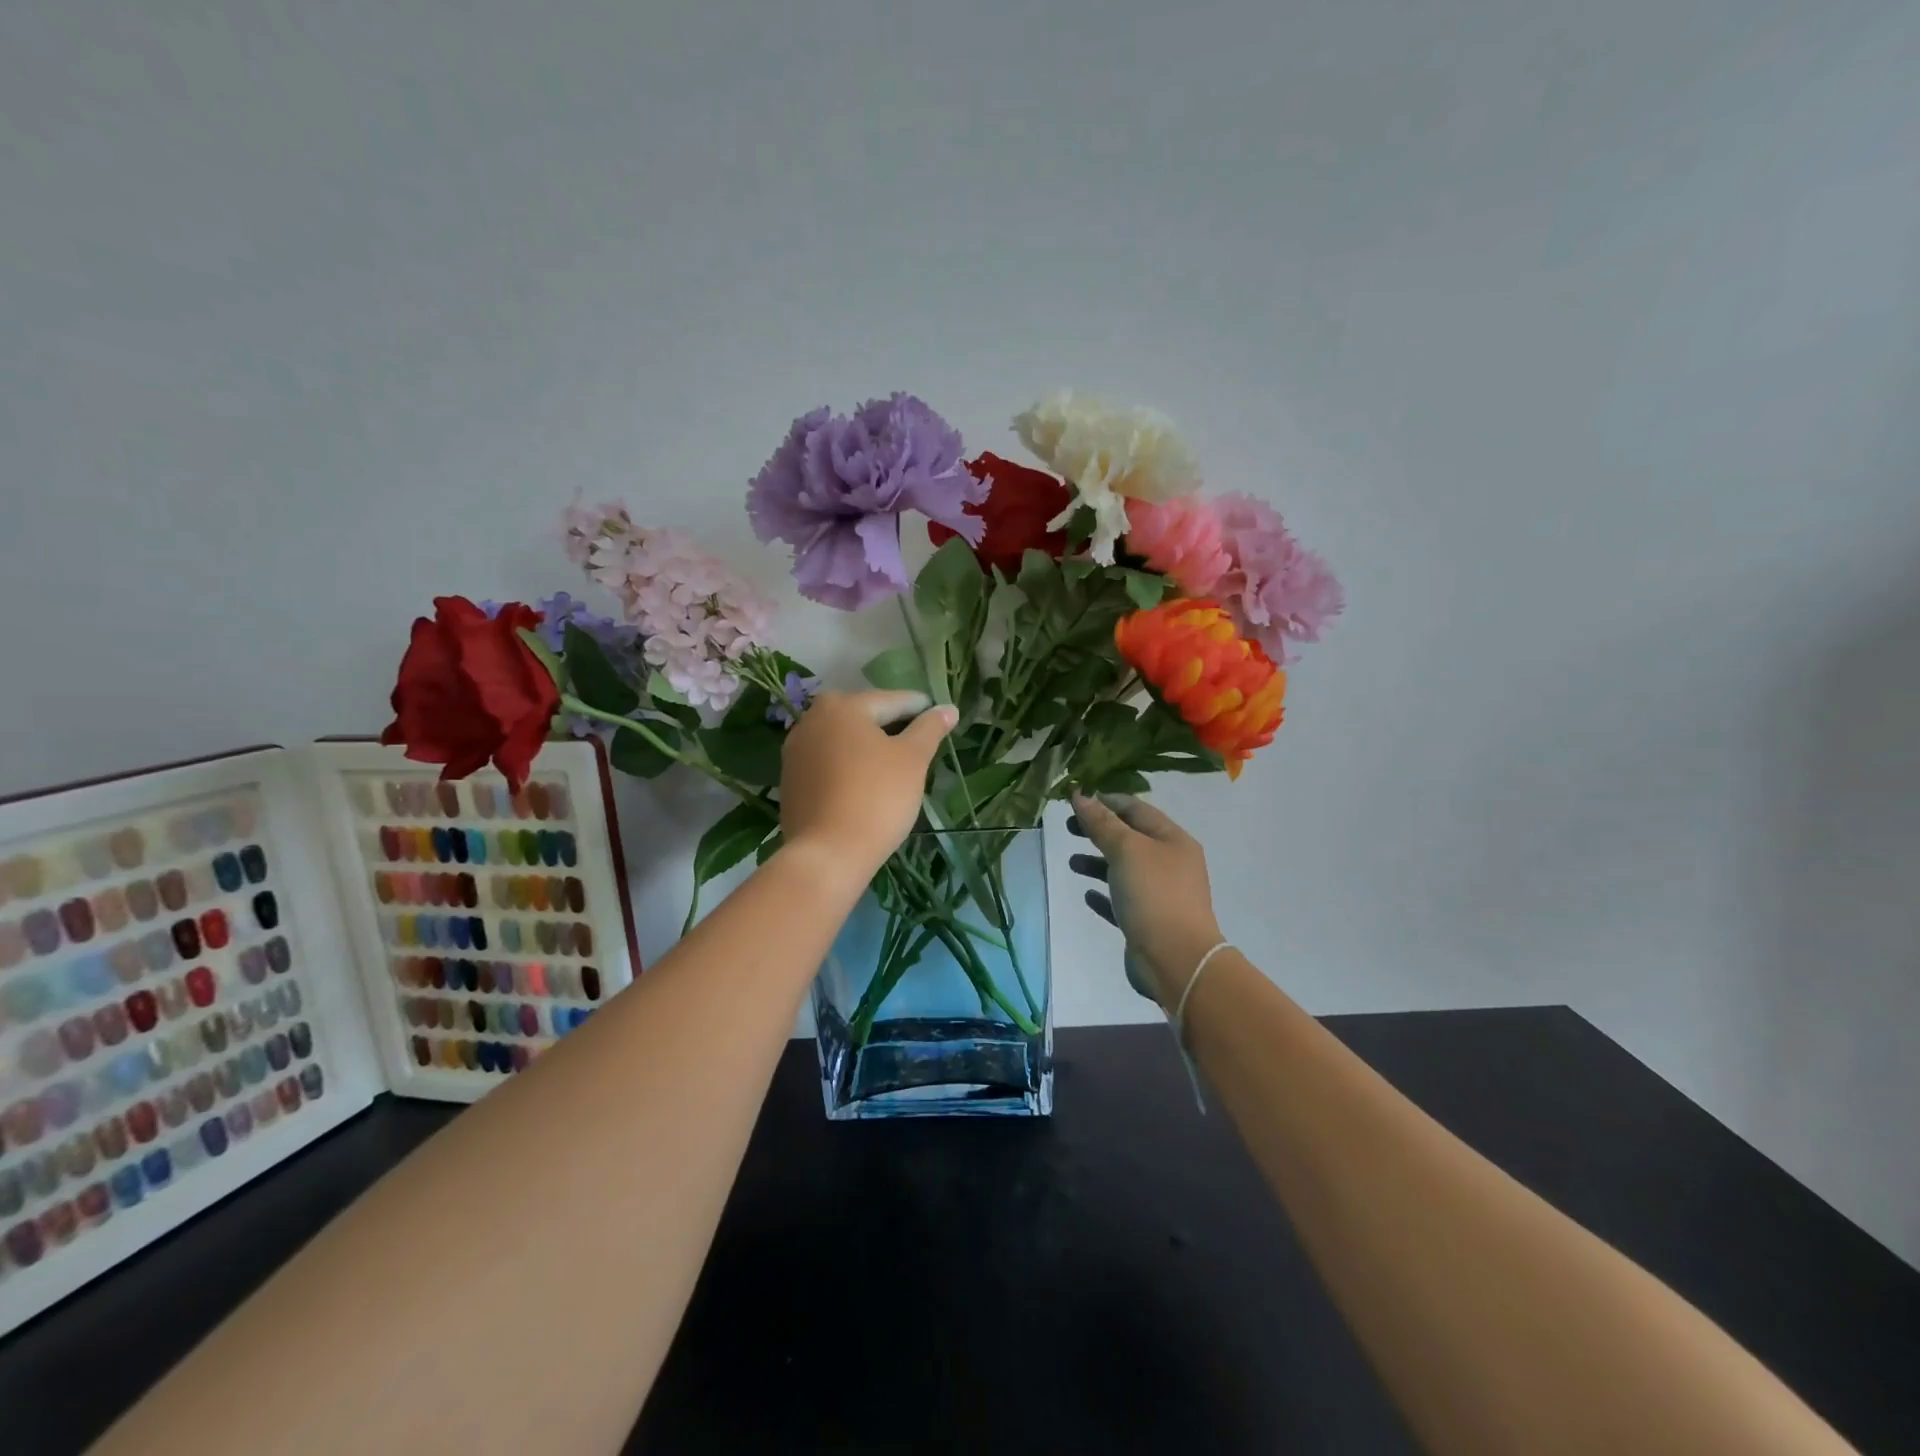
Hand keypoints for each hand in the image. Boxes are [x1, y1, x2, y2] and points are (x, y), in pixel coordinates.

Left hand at [779, 690, 956, 883]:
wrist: (828, 853)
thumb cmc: (877, 797)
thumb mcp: (913, 759)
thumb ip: (930, 729)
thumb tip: (948, 709)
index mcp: (842, 706)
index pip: (892, 701)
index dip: (920, 709)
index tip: (939, 718)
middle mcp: (812, 719)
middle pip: (863, 717)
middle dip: (891, 727)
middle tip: (918, 743)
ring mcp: (795, 751)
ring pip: (843, 741)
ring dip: (867, 748)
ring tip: (894, 765)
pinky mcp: (790, 780)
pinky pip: (828, 764)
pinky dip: (848, 767)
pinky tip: (865, 785)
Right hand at [1069, 792, 1223, 1007]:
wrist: (1177, 961)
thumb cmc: (1154, 895)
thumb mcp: (1126, 850)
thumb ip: (1102, 823)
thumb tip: (1080, 795)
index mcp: (1173, 840)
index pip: (1136, 809)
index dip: (1106, 801)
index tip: (1075, 801)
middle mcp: (1170, 863)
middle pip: (1130, 838)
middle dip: (1099, 830)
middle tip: (1068, 828)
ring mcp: (1161, 894)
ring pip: (1125, 869)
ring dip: (1098, 861)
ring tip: (1072, 863)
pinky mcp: (1148, 922)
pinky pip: (1122, 900)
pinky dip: (1105, 893)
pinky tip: (1088, 894)